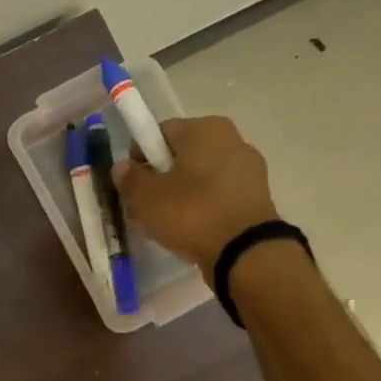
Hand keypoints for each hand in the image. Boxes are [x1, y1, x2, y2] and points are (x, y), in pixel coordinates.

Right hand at [114, 115, 278, 272]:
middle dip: (162, 177)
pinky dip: (204, 206)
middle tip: (147, 206)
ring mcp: (249, 167)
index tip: (133, 184)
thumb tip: (123, 167)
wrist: (245, 252)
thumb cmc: (192, 214)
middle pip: (182, 154)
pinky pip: (218, 194)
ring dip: (183, 193)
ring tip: (169, 223)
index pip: (160, 132)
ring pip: (201, 176)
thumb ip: (129, 179)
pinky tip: (193, 229)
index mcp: (204, 128)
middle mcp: (231, 138)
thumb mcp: (146, 198)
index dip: (140, 156)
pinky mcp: (257, 195)